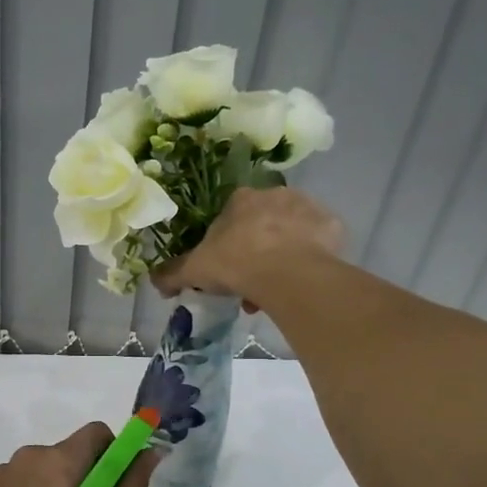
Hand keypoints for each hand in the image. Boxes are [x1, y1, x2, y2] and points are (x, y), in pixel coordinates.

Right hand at [153, 186, 342, 307]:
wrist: (287, 274)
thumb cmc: (236, 263)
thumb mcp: (196, 270)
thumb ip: (173, 273)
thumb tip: (153, 281)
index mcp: (241, 199)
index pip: (231, 216)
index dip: (227, 244)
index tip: (228, 270)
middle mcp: (276, 195)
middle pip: (263, 224)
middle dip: (257, 252)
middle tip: (251, 285)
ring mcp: (308, 208)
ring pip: (292, 233)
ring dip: (283, 256)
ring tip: (276, 292)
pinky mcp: (333, 227)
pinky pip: (319, 244)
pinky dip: (311, 259)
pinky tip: (301, 282)